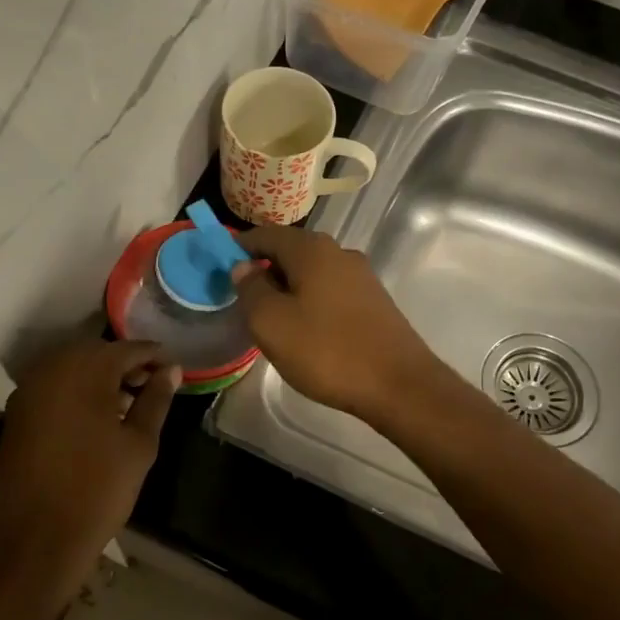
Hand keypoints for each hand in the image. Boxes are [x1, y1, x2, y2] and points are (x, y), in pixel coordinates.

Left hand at [0, 339, 179, 602]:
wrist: (36, 540)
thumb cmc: (98, 489)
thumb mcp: (139, 444)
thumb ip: (155, 400)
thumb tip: (171, 370)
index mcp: (85, 370)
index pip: (128, 349)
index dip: (154, 357)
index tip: (174, 369)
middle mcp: (51, 369)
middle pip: (96, 353)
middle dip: (126, 364)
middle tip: (152, 385)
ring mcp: (28, 391)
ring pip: (72, 369)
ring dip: (100, 378)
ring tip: (128, 404)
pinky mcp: (16, 414)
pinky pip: (53, 388)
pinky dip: (76, 392)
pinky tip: (96, 417)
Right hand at [229, 225, 442, 422]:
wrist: (398, 385)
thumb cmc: (326, 351)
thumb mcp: (271, 323)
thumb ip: (251, 289)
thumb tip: (243, 267)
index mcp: (312, 249)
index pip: (266, 234)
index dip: (240, 247)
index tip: (221, 268)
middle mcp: (339, 253)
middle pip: (292, 250)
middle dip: (264, 268)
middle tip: (243, 298)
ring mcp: (361, 276)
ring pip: (312, 272)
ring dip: (288, 287)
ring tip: (271, 317)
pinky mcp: (374, 301)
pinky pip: (331, 290)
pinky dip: (311, 300)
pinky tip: (305, 328)